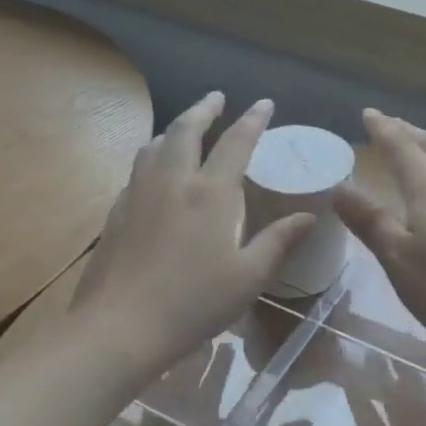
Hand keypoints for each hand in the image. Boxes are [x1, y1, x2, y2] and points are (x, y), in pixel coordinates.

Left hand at [67, 94, 313, 371]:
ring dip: (174, 128)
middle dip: (203, 108)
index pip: (236, 142)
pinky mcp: (117, 212)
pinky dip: (153, 155)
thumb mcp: (250, 276)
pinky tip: (156, 172)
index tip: (264, 103)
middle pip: (185, 130)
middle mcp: (173, 181)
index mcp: (210, 193)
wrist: (119, 328)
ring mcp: (139, 194)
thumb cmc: (194, 302)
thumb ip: (279, 241)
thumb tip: (309, 216)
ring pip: (155, 145)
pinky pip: (137, 169)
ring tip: (185, 127)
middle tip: (216, 97)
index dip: (252, 120)